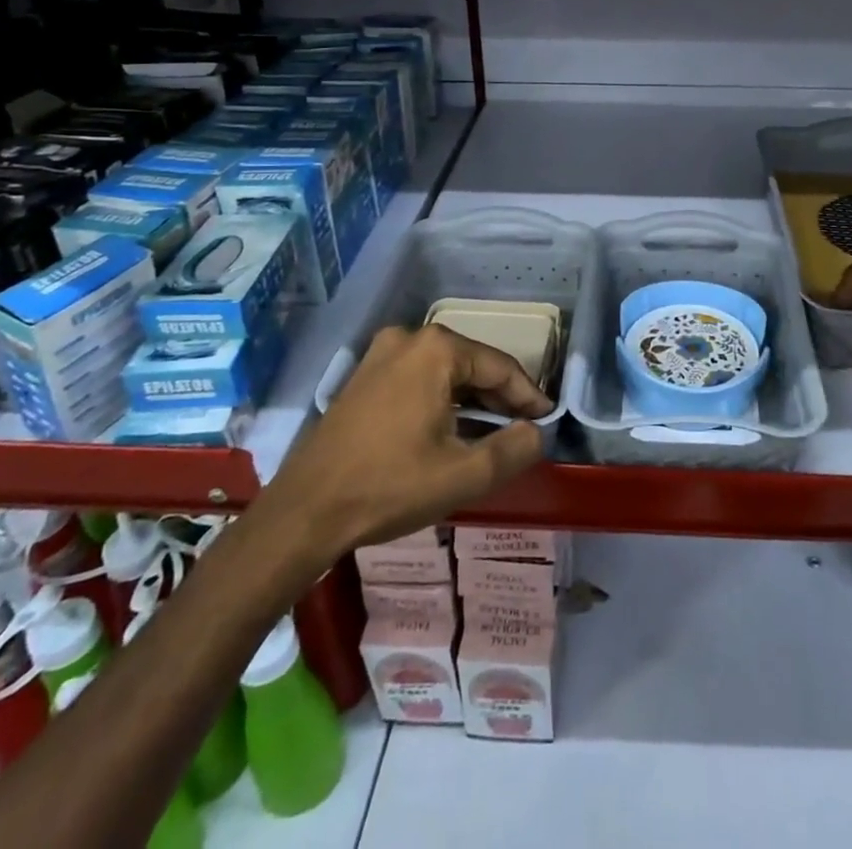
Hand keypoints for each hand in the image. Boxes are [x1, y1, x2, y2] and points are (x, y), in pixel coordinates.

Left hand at [258, 325, 550, 578]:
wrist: (304, 512)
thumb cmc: (388, 487)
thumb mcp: (463, 475)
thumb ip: (514, 449)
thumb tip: (536, 432)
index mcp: (437, 349)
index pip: (500, 368)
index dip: (529, 396)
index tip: (547, 421)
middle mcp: (409, 338)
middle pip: (472, 366)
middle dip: (500, 398)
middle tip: (522, 430)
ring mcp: (381, 354)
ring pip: (445, 373)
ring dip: (471, 401)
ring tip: (492, 434)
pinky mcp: (363, 376)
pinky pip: (418, 379)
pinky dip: (442, 401)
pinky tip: (451, 430)